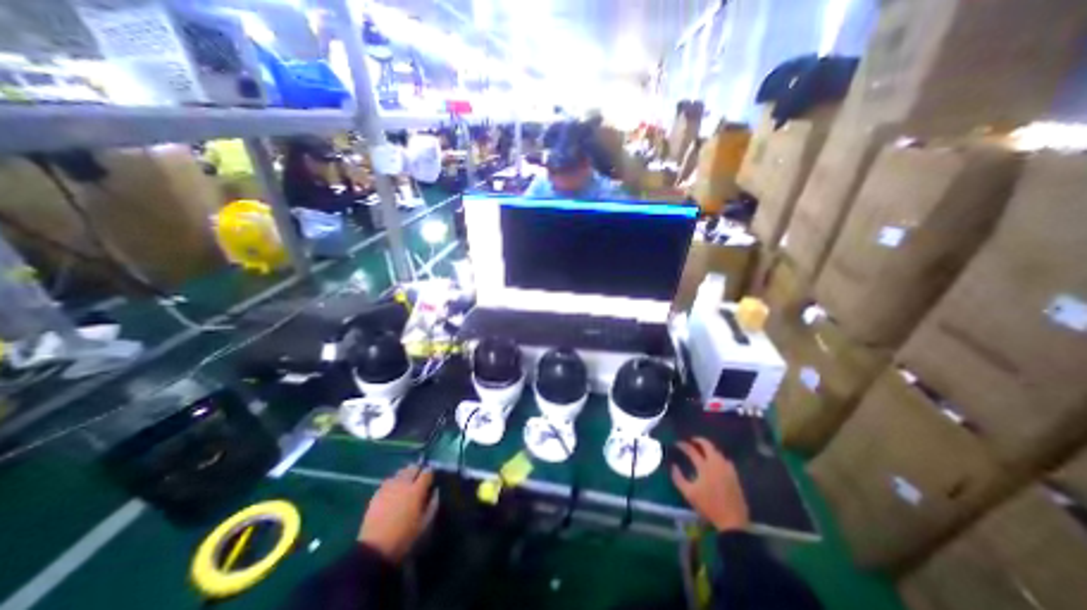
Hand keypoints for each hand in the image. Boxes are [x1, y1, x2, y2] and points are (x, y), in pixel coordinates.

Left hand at [360, 467, 434, 562]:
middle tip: (419, 480)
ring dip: (406, 475)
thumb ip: (433, 504)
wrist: (374, 550)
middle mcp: (403, 483)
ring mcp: (389, 487)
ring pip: (400, 472)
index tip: (431, 479)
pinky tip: (394, 490)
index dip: (430, 474)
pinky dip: (394, 481)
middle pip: (413, 468)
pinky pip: (389, 480)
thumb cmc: (404, 538)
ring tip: (407, 484)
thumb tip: (435, 490)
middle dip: (418, 471)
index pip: (427, 472)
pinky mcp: (377, 493)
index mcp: (417, 490)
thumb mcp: (425, 524)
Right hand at [672, 436, 747, 529]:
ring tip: (703, 451)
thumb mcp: (689, 493)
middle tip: (692, 441)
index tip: (677, 444)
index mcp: (704, 467)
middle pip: (708, 446)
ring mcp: (727, 469)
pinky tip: (717, 463)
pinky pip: (726, 461)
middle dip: (699, 440)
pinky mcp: (735, 477)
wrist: (732, 521)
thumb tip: (674, 466)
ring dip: (709, 449)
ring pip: (718, 452)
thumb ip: (678, 478)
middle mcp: (716, 464)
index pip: (692, 450)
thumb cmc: (709, 506)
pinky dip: (719, 457)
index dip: (683, 445)